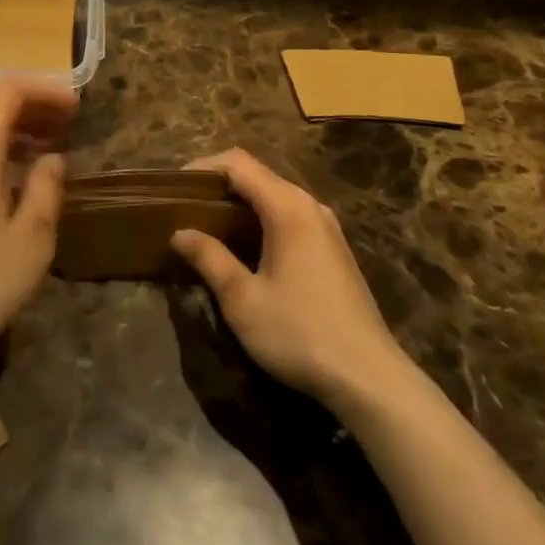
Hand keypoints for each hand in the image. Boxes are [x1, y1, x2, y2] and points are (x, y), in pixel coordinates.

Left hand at [0, 80, 77, 376]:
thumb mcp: (31, 238)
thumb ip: (46, 187)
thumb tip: (52, 158)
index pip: (7, 90)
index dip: (44, 91)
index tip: (76, 107)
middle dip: (28, 109)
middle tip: (65, 126)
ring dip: (7, 130)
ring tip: (44, 150)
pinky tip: (8, 179)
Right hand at [171, 149, 412, 415]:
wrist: (371, 380)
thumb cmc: (300, 333)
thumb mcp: (242, 299)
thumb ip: (209, 258)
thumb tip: (180, 233)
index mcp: (288, 207)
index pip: (237, 163)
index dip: (202, 167)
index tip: (173, 188)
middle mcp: (309, 206)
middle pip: (256, 175)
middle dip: (217, 185)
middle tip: (183, 206)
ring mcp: (326, 227)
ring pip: (273, 196)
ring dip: (238, 204)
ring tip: (206, 226)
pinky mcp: (333, 250)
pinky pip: (288, 216)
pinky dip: (259, 220)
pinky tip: (243, 248)